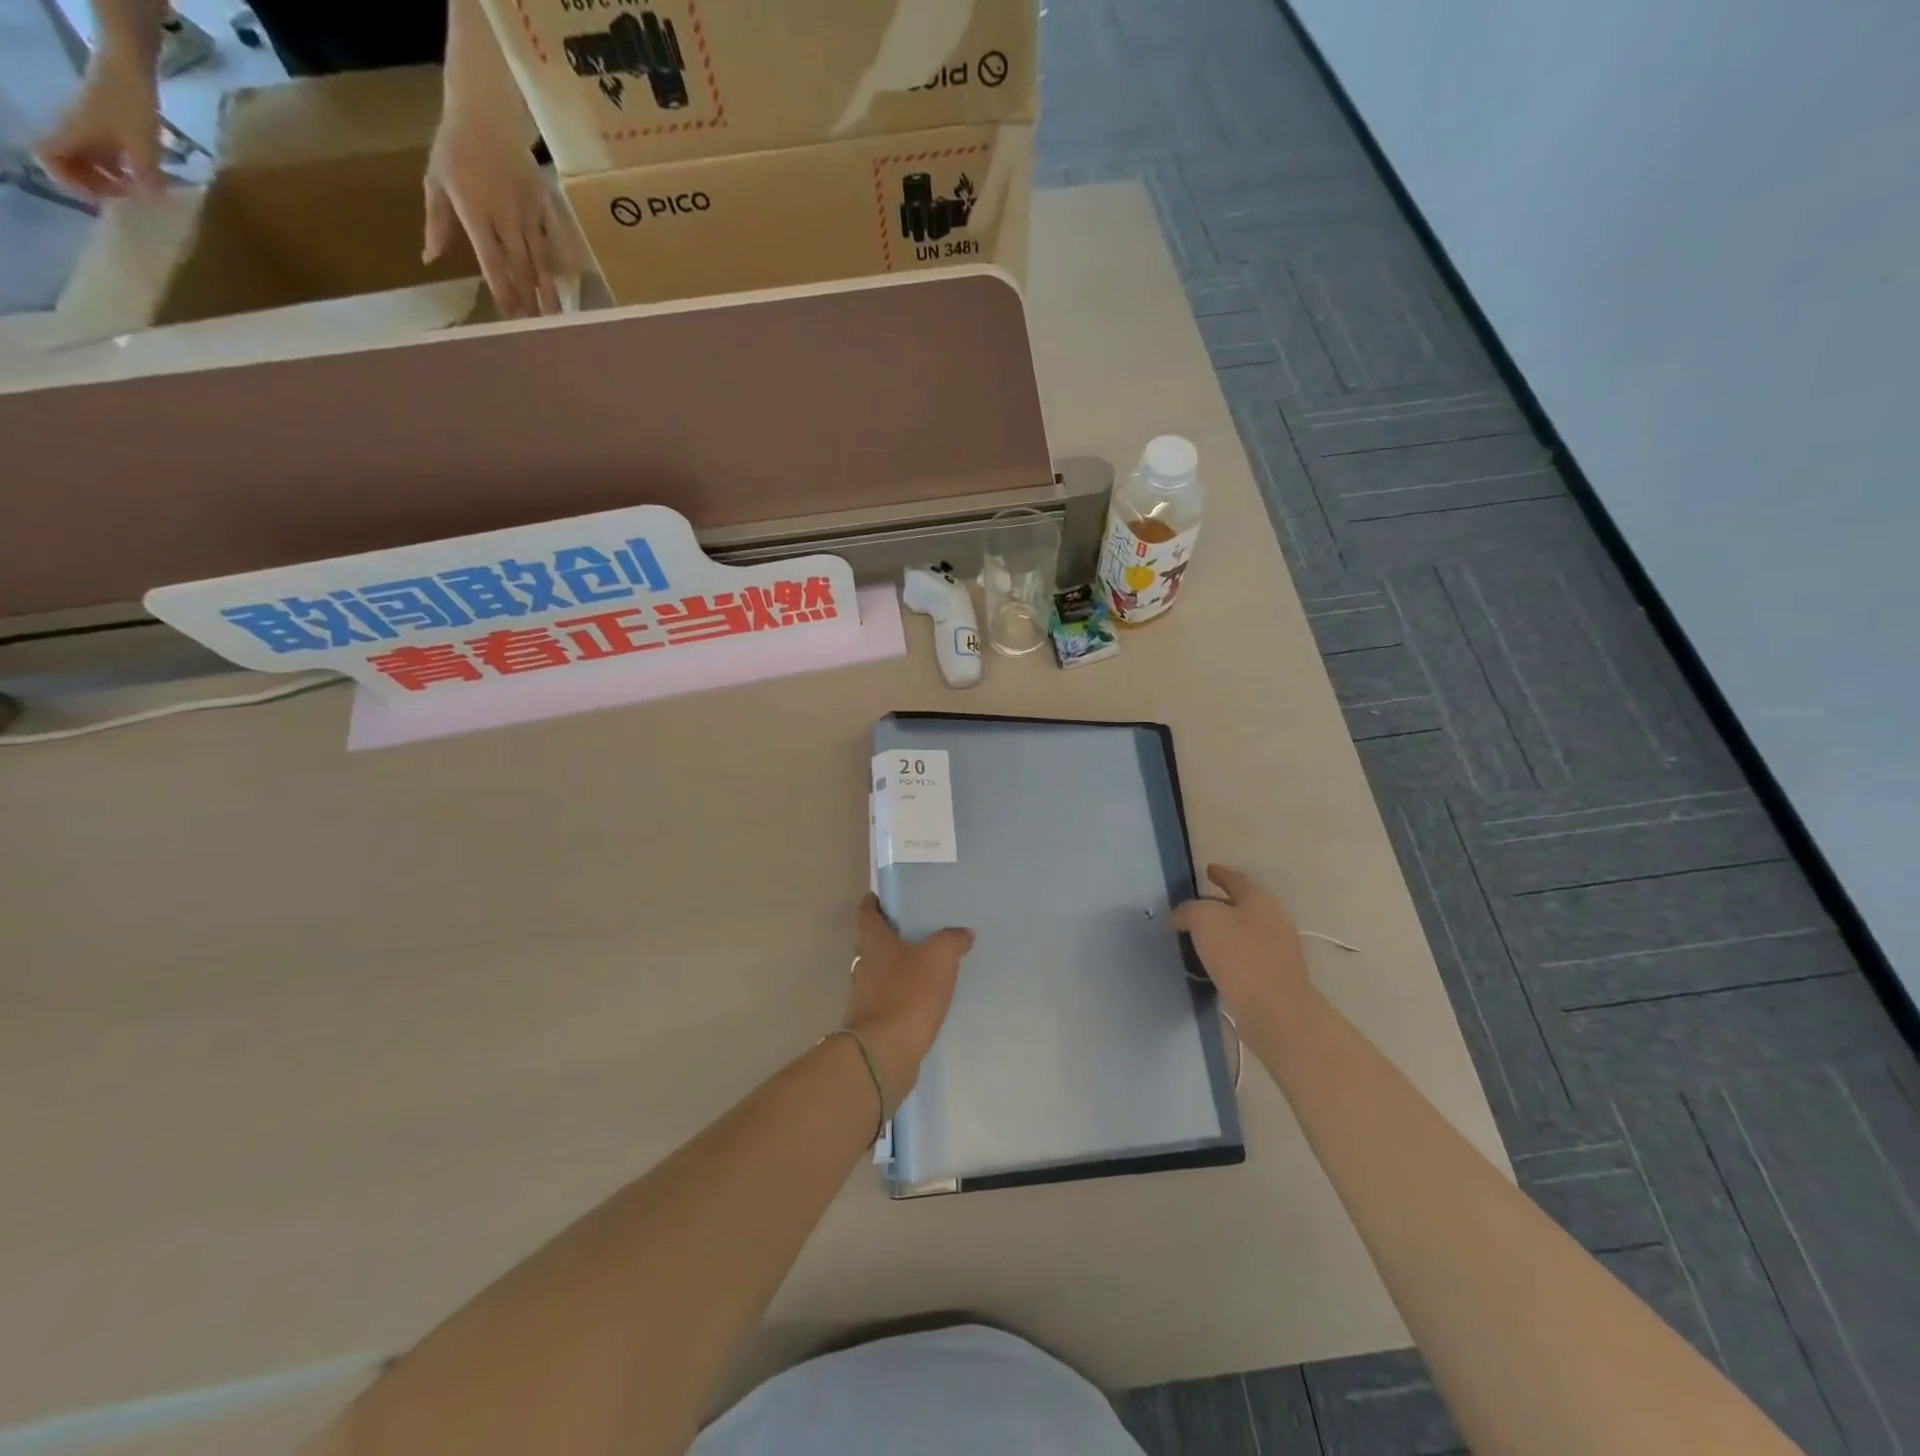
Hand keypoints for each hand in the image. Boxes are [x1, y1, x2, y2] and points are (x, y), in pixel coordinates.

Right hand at [36, 55, 164, 198]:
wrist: (128, 68)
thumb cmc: (130, 104)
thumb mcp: (143, 145)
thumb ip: (146, 175)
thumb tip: (152, 201)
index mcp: (73, 134)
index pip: (47, 156)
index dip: (65, 179)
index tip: (97, 195)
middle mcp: (74, 131)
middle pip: (70, 163)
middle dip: (92, 184)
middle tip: (125, 199)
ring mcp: (89, 128)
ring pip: (89, 160)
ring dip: (108, 178)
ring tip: (139, 193)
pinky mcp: (104, 126)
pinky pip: (104, 153)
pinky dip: (120, 168)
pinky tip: (146, 178)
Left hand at [423, 109, 577, 318]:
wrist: (485, 110)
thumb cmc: (455, 146)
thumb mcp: (435, 181)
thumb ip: (437, 222)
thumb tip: (430, 259)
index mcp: (474, 211)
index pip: (491, 260)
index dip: (502, 289)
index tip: (508, 314)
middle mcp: (505, 217)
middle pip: (519, 266)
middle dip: (528, 298)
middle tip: (536, 327)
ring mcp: (529, 212)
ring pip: (540, 258)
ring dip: (548, 289)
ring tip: (556, 314)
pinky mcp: (545, 205)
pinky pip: (556, 236)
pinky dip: (563, 259)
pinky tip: (570, 280)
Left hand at [842, 895, 973, 1112]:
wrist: (884, 1052)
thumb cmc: (908, 994)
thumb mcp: (939, 958)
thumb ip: (951, 940)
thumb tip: (963, 933)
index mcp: (874, 944)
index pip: (867, 915)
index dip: (872, 904)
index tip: (877, 898)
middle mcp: (863, 967)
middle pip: (870, 945)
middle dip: (885, 938)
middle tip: (909, 934)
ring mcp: (863, 997)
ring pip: (875, 975)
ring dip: (892, 971)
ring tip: (918, 969)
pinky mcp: (870, 1024)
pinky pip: (884, 1002)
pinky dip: (896, 998)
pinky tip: (916, 1003)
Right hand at [1173, 865, 1314, 1023]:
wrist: (1275, 1011)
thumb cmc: (1240, 956)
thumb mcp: (1204, 919)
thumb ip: (1188, 910)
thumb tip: (1179, 916)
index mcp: (1260, 901)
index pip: (1237, 879)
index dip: (1221, 873)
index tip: (1207, 870)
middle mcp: (1273, 921)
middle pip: (1242, 906)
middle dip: (1219, 904)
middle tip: (1194, 907)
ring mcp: (1277, 952)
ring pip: (1244, 933)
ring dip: (1223, 933)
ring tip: (1198, 937)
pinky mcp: (1274, 979)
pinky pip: (1245, 958)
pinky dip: (1228, 956)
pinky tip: (1211, 964)